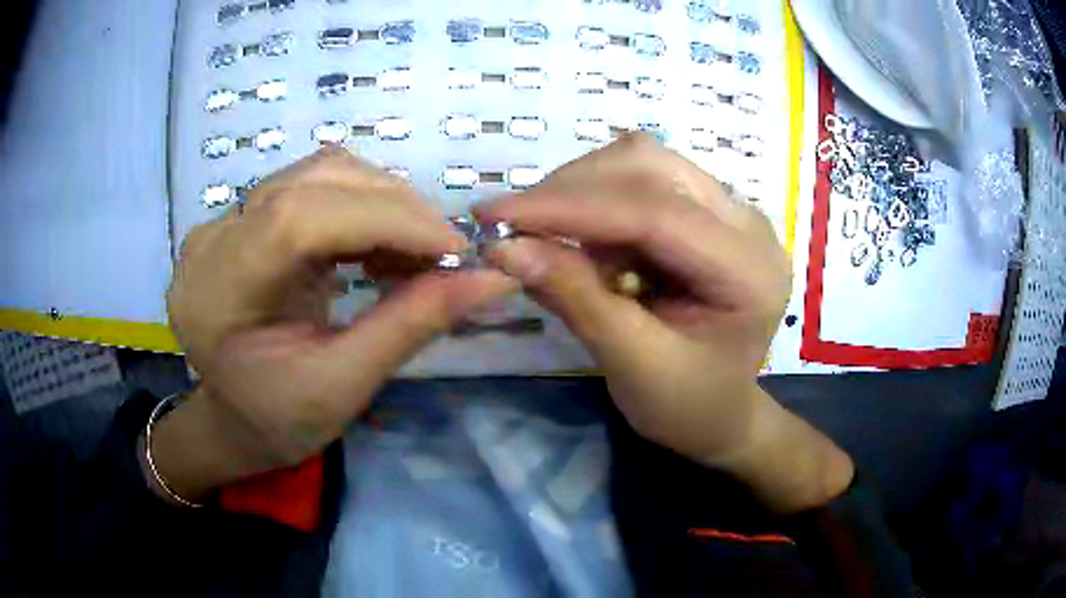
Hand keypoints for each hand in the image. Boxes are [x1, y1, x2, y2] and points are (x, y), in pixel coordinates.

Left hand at [152, 147, 516, 500]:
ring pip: (318, 174)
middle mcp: (213, 238)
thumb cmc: (276, 421)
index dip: (384, 218)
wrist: (231, 417)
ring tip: (414, 252)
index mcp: (218, 292)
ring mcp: (226, 220)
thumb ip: (410, 325)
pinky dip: (362, 208)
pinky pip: (313, 188)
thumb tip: (492, 278)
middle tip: (444, 254)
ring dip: (382, 201)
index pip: (298, 218)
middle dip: (393, 207)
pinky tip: (379, 246)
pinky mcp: (246, 218)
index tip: (454, 248)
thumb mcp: (342, 388)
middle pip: (313, 181)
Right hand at [478, 135, 852, 511]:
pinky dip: (595, 200)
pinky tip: (582, 241)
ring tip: (546, 235)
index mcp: (749, 272)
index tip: (495, 215)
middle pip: (650, 166)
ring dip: (581, 189)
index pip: (656, 214)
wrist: (719, 413)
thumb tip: (504, 247)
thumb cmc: (687, 404)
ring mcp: (729, 211)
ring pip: (642, 162)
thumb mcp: (632, 364)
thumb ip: (575, 299)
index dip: (569, 208)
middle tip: (512, 223)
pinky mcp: (705, 210)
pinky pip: (641, 180)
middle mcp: (748, 224)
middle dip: (571, 188)